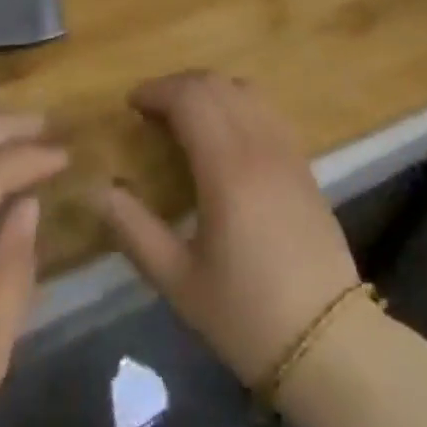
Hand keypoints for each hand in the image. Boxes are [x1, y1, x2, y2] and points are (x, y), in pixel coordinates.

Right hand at [88, 71, 358, 385]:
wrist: (328, 342)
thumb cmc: (246, 315)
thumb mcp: (179, 282)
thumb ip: (135, 230)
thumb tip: (99, 190)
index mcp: (227, 167)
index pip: (189, 98)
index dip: (156, 91)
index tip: (131, 104)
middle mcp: (258, 143)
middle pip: (215, 84)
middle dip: (178, 86)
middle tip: (150, 111)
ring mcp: (285, 147)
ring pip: (243, 89)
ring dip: (209, 89)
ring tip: (184, 115)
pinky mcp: (302, 160)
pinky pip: (265, 108)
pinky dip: (237, 101)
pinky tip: (224, 131)